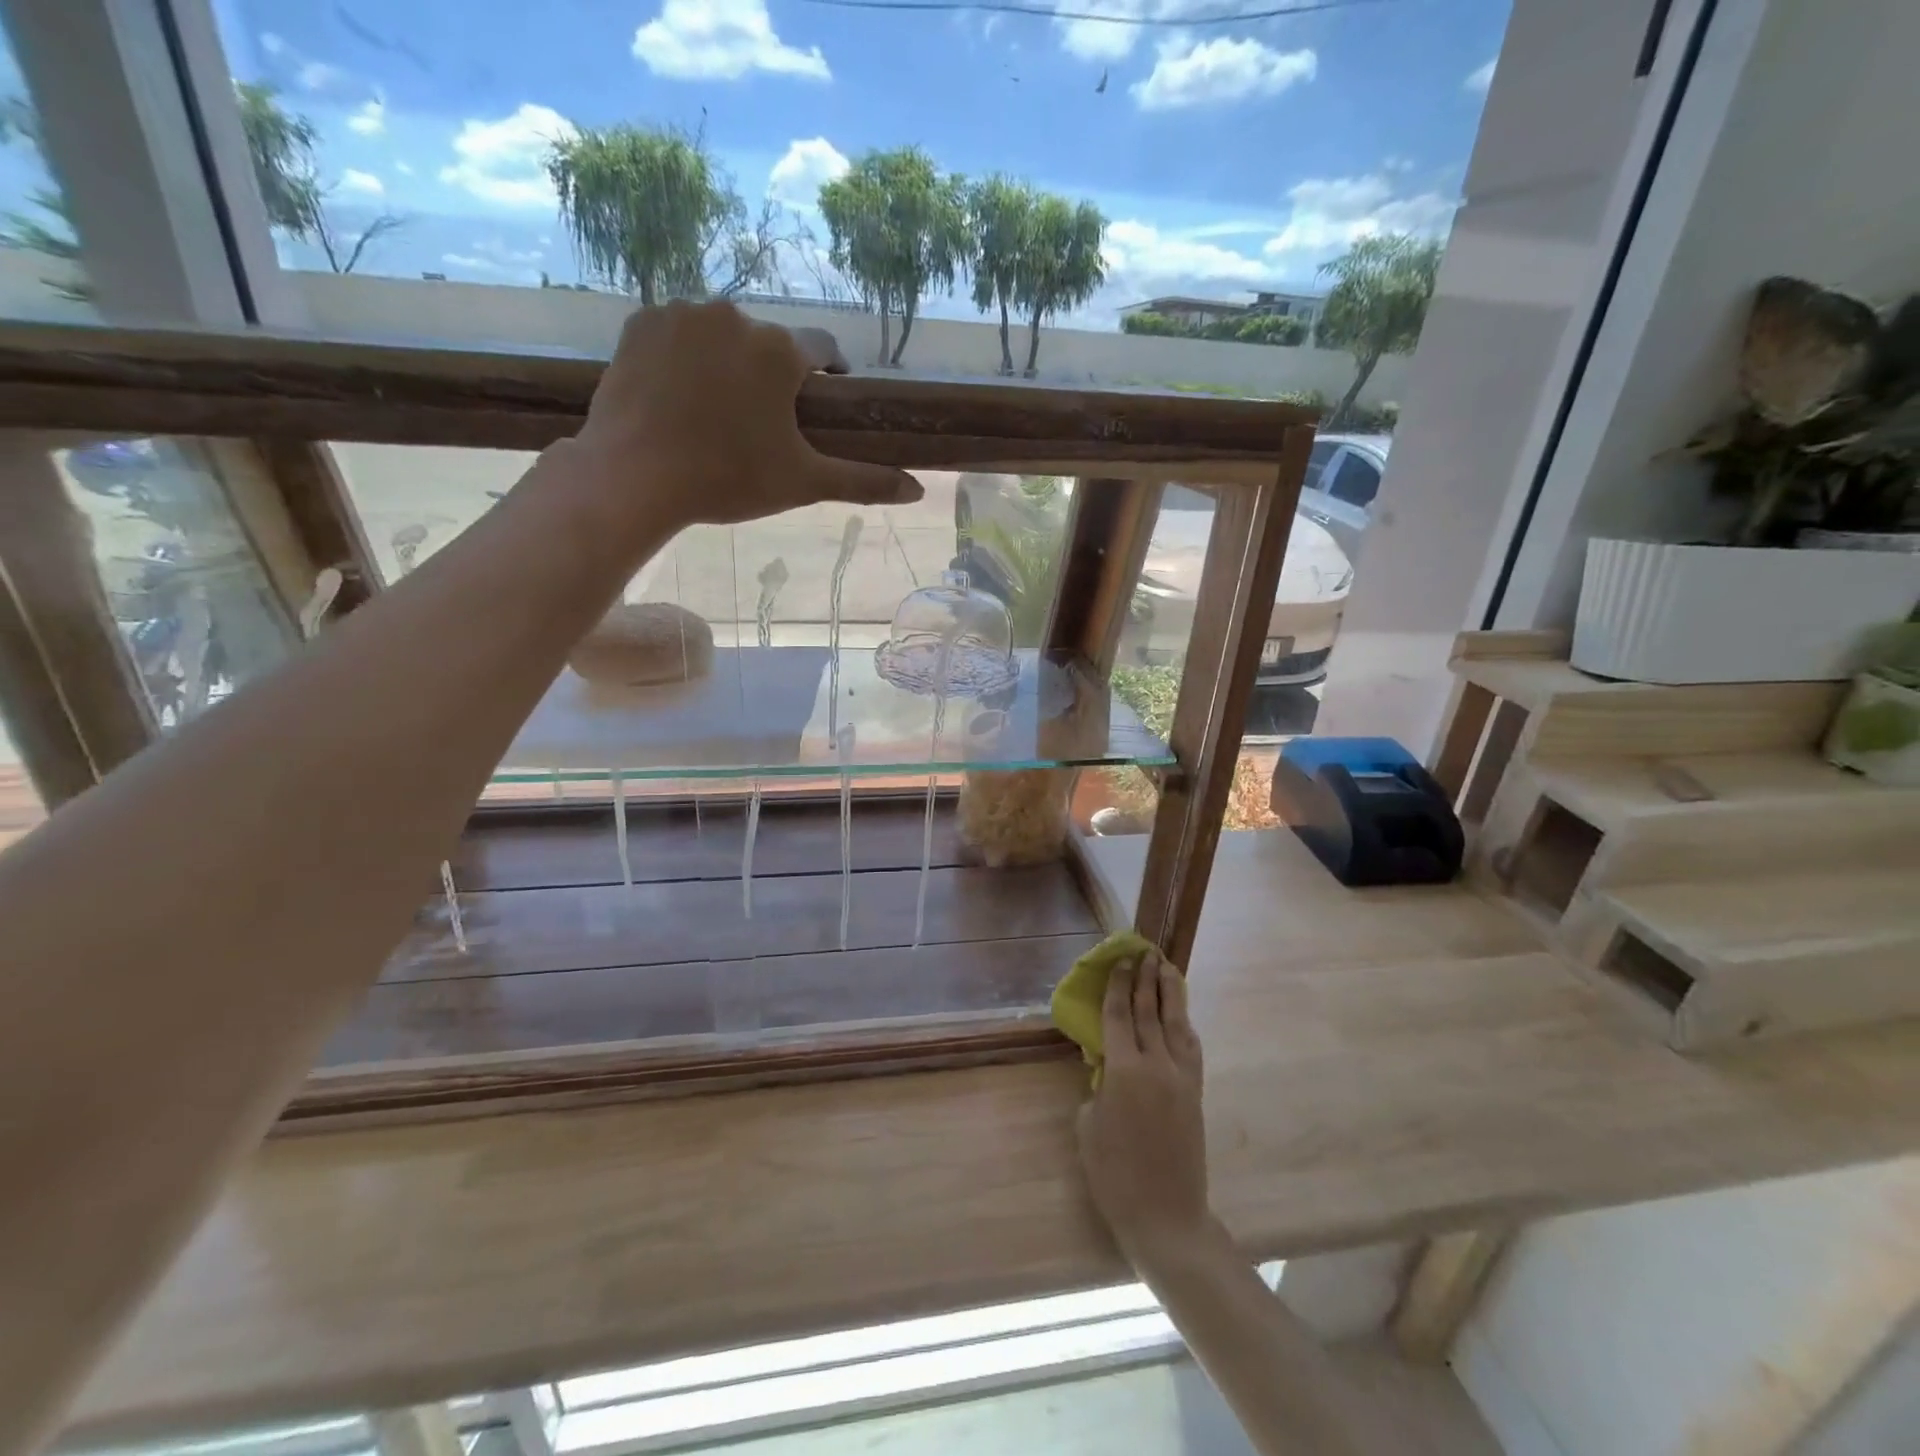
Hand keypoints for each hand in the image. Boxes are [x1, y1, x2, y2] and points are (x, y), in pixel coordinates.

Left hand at [572, 301, 922, 527]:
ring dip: (729, 362)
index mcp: (779, 350)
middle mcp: (734, 315)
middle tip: (763, 422)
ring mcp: (682, 314)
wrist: (634, 475)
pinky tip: (680, 395)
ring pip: (722, 335)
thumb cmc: (729, 479)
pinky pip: (678, 333)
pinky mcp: (640, 323)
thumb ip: (864, 481)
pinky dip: (685, 357)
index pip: (823, 348)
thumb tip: (919, 490)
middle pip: (769, 343)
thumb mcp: (804, 483)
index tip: (823, 400)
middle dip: (773, 375)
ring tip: (718, 411)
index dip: (829, 374)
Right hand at [1076, 948, 1210, 1268]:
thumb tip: (1105, 1064)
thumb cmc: (1114, 1175)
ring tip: (1166, 967)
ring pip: (1176, 1023)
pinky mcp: (1195, 1092)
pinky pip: (1190, 1048)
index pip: (1118, 1015)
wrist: (1166, 1215)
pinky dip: (1184, 1024)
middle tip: (1142, 953)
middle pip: (1148, 1011)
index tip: (1119, 961)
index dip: (1117, 986)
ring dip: (1170, 992)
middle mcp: (1156, 1065)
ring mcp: (1181, 1078)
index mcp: (1124, 1071)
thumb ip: (1097, 1085)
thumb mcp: (1089, 1126)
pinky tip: (1180, 1015)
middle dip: (1144, 980)